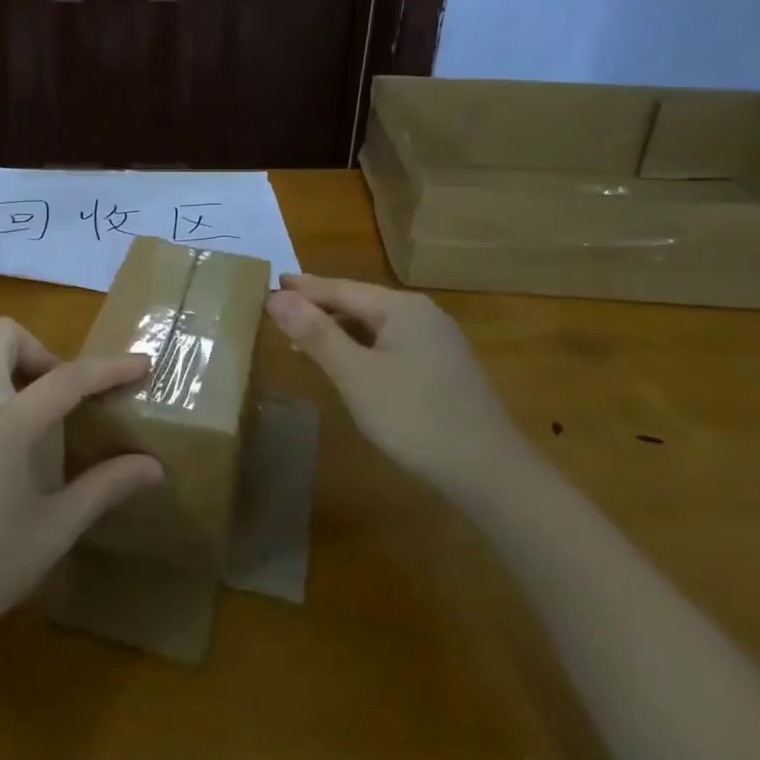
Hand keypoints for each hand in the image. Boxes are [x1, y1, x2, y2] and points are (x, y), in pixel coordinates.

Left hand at [0, 318, 163, 663]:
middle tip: (63, 398)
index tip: (142, 364)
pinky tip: (1, 459)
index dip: (109, 368)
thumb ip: (102, 488)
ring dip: (16, 374)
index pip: (66, 377)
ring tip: (39, 428)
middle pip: (3, 336)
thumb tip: (152, 467)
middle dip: (42, 351)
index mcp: (5, 424)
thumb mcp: (52, 532)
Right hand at [265, 273, 522, 490]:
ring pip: (376, 325)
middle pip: (359, 302)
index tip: (268, 286)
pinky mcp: (444, 368)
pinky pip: (391, 344)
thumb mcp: (355, 375)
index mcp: (401, 307)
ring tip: (302, 339)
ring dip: (338, 329)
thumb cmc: (415, 417)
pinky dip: (361, 347)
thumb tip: (276, 297)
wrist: (491, 473)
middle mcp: (422, 314)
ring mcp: (438, 341)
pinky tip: (348, 365)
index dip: (302, 289)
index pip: (339, 288)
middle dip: (318, 307)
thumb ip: (315, 334)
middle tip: (279, 311)